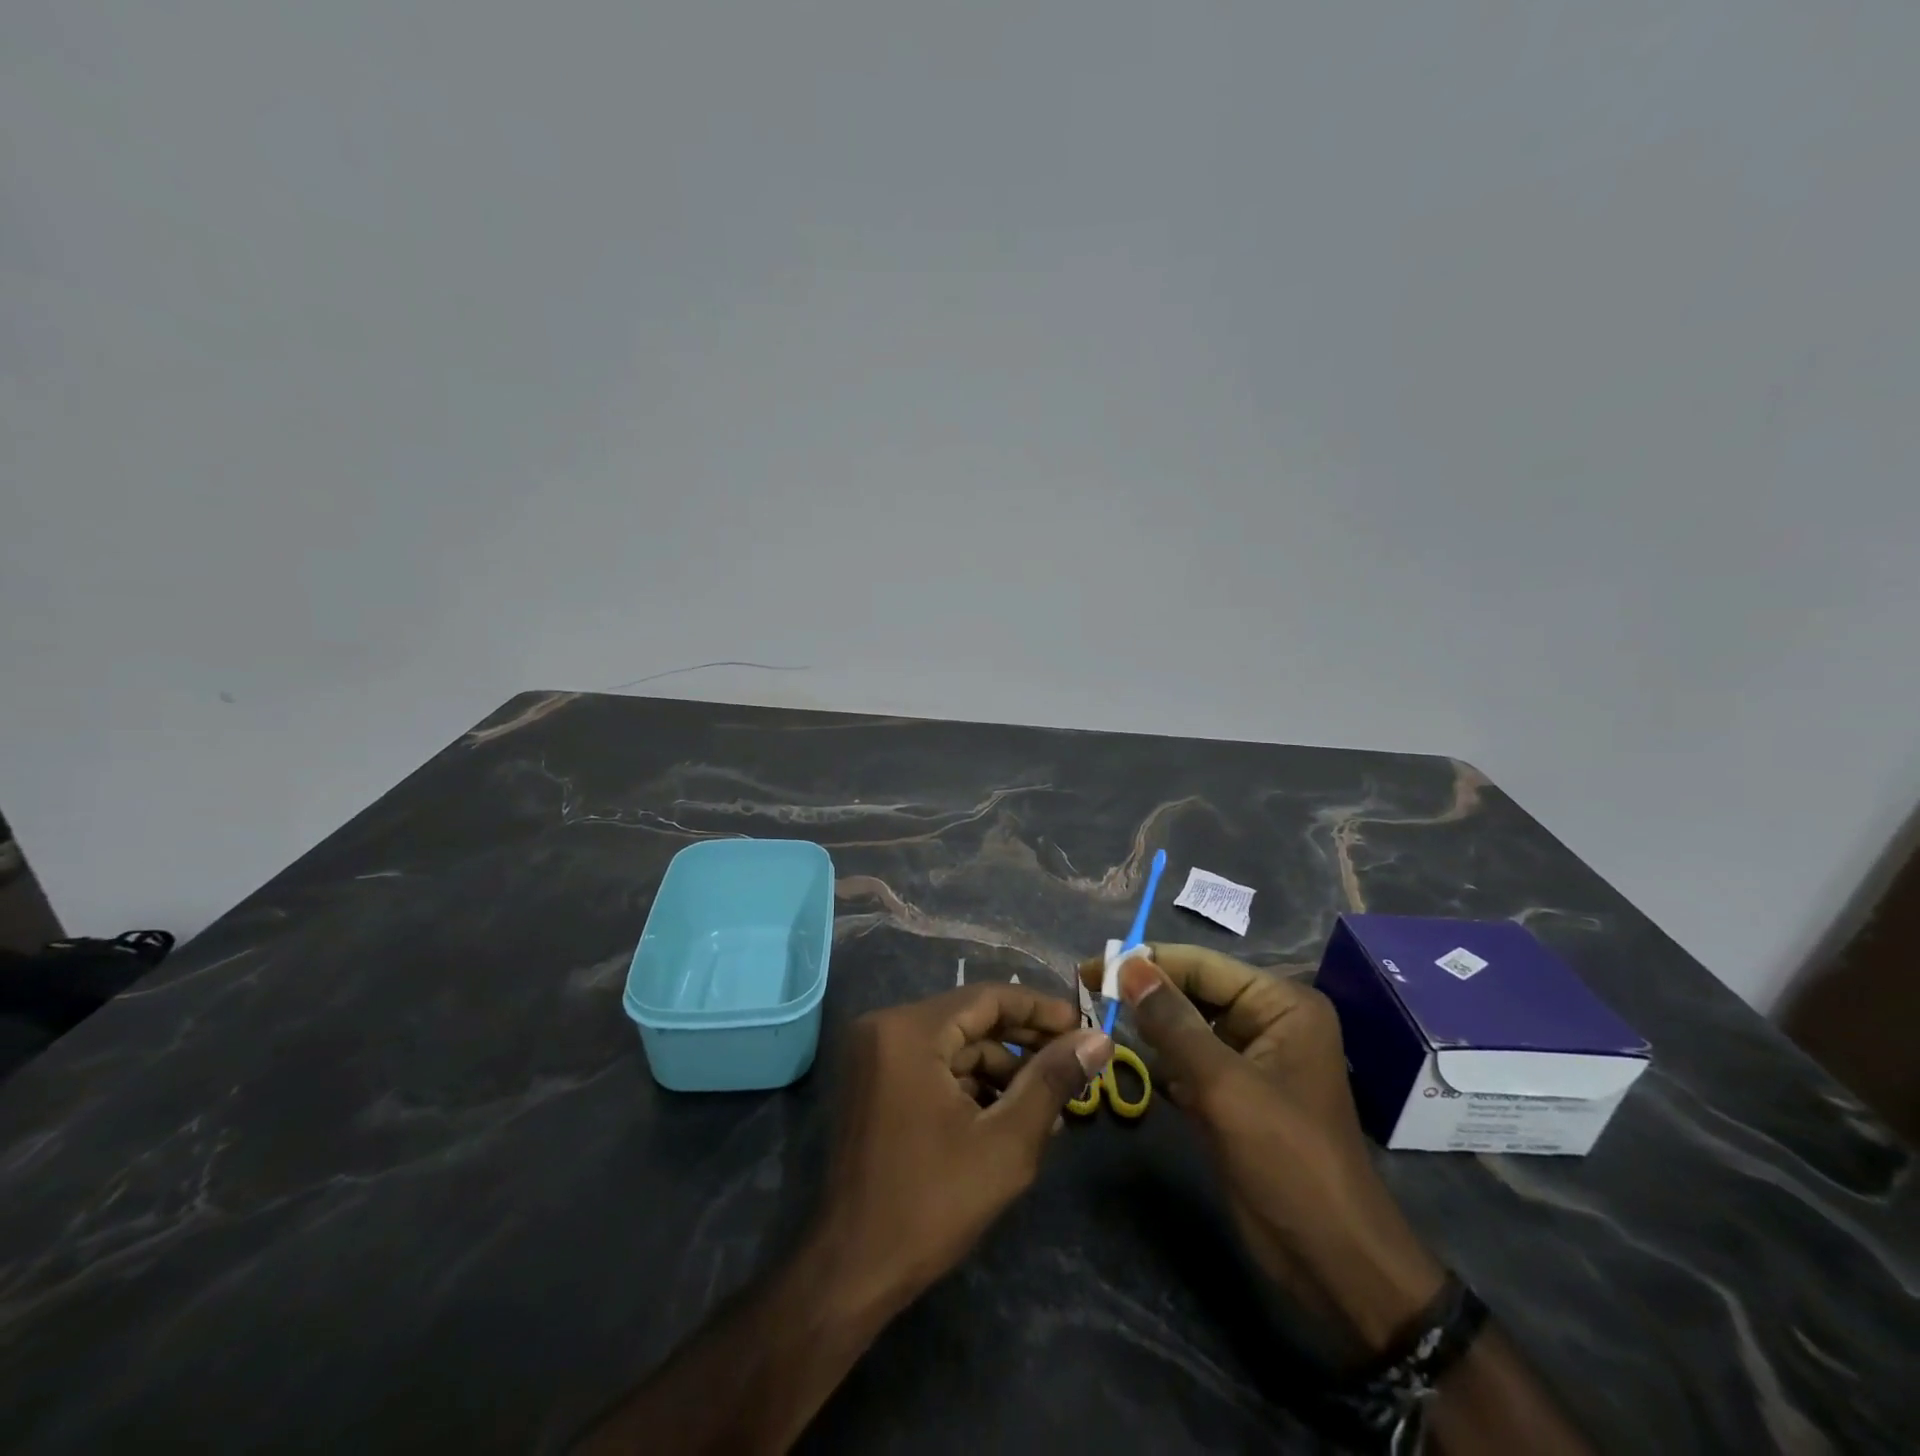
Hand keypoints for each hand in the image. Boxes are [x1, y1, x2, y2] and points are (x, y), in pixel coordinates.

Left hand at [813, 983, 1111, 1310]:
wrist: (852, 1271)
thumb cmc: (932, 1204)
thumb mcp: (1006, 1143)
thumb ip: (1052, 1081)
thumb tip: (1098, 1038)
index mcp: (909, 1031)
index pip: (986, 997)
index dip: (1039, 1009)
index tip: (1082, 1024)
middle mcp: (885, 1028)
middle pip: (969, 1018)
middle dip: (1022, 1041)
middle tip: (1073, 1060)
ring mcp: (873, 1056)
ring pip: (952, 1045)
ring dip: (999, 1068)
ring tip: (1048, 1101)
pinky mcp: (872, 1083)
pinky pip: (931, 1066)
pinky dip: (969, 1083)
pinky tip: (1006, 1114)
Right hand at [1080, 944, 1443, 1352]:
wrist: (1332, 1262)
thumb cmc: (1287, 1161)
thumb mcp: (1224, 1085)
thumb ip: (1172, 1022)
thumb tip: (1126, 965)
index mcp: (1281, 1004)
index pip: (1201, 965)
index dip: (1146, 962)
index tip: (1089, 967)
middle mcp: (1268, 1020)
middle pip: (1193, 991)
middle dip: (1145, 995)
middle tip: (1086, 994)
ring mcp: (1251, 1058)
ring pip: (1187, 1025)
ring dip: (1148, 1027)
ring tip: (1097, 1021)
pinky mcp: (1234, 1093)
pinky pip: (1189, 1059)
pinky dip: (1161, 1060)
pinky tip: (1127, 1061)